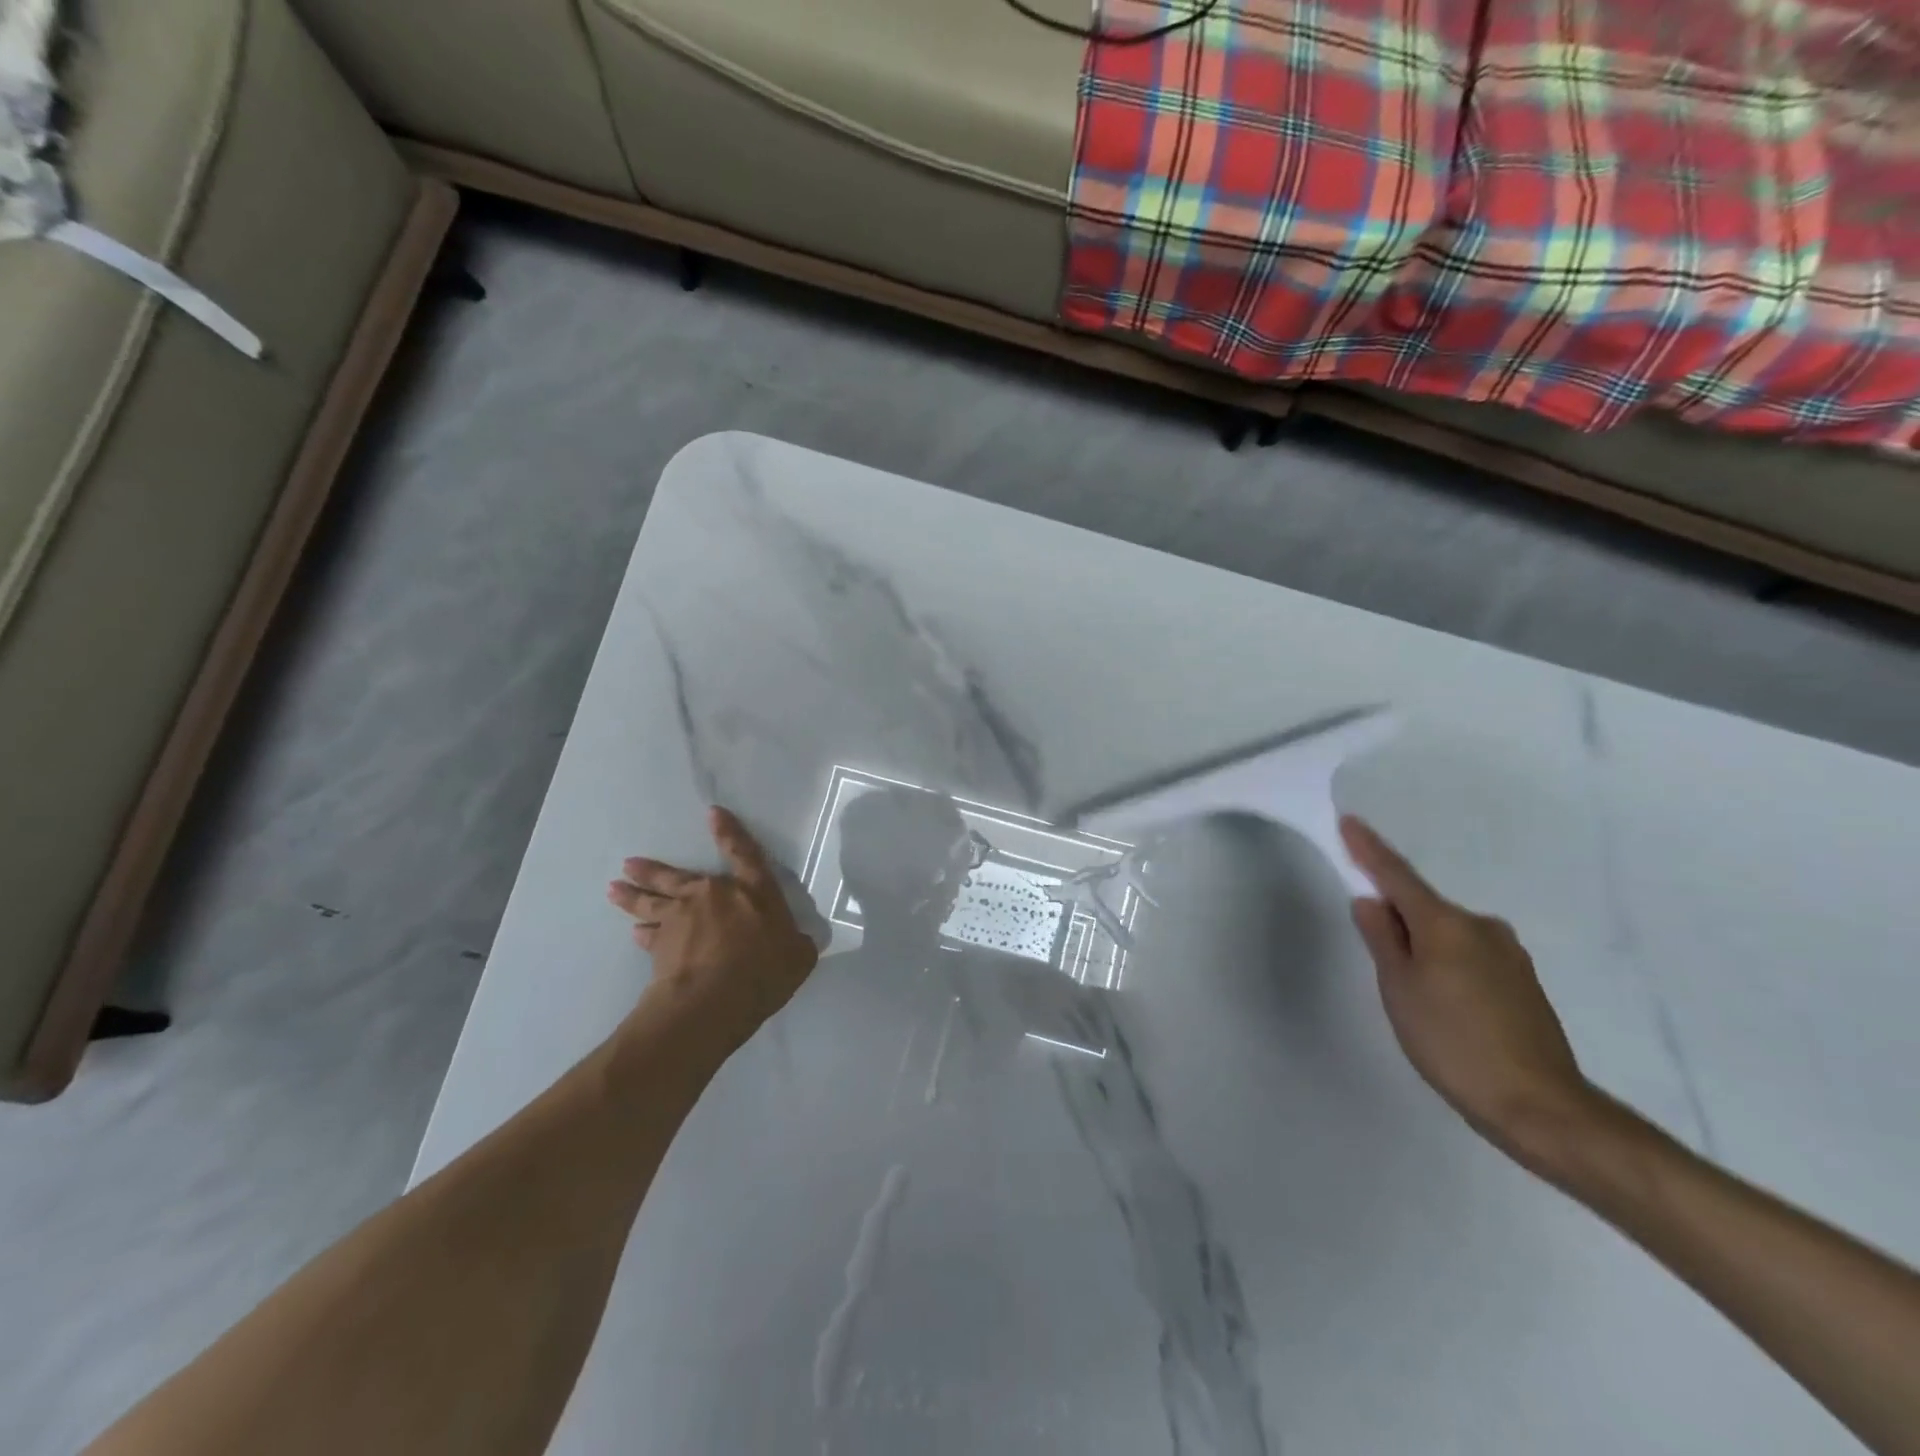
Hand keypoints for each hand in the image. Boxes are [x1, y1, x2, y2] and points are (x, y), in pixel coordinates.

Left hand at [607, 806, 818, 1044]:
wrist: (714, 999)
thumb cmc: (763, 971)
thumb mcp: (798, 957)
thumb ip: (797, 944)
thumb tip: (797, 942)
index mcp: (753, 891)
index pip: (744, 854)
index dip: (730, 832)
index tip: (713, 813)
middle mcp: (713, 895)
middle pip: (677, 876)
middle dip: (653, 869)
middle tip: (629, 864)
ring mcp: (681, 917)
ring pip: (651, 901)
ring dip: (632, 895)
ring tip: (615, 889)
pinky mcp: (660, 944)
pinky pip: (649, 934)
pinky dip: (642, 933)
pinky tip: (634, 933)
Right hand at [1341, 815, 1598, 1164]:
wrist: (1540, 1107)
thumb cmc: (1453, 1043)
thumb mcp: (1399, 989)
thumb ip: (1382, 939)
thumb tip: (1371, 901)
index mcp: (1446, 924)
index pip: (1396, 875)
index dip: (1369, 850)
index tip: (1349, 822)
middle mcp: (1482, 927)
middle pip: (1424, 907)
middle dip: (1396, 916)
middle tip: (1378, 954)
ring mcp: (1509, 954)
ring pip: (1448, 934)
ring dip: (1423, 945)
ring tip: (1412, 992)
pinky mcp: (1524, 982)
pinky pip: (1470, 955)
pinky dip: (1447, 963)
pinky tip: (1444, 1003)